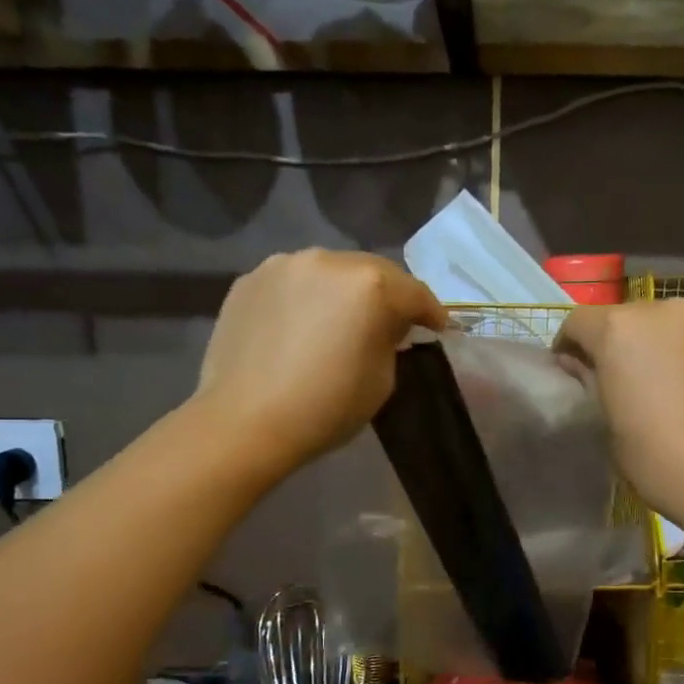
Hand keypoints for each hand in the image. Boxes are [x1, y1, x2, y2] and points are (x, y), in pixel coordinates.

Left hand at [195, 249, 446, 476]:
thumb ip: (390, 340)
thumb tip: (386, 326)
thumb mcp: (382, 379)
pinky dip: (305, 299)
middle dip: (387, 296)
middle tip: (392, 324)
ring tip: (341, 321)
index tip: (438, 329)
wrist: (245, 422)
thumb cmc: (326, 407)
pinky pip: (292, 284)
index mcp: (370, 285)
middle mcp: (328, 261)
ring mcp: (283, 265)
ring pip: (329, 273)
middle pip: (372, 272)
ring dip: (343, 293)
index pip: (415, 293)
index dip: (432, 313)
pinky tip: (300, 326)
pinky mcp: (249, 280)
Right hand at [555, 299, 683, 545]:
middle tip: (617, 385)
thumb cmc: (661, 460)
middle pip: (624, 319)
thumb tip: (580, 363)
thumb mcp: (609, 426)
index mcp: (622, 330)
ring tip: (659, 389)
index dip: (567, 348)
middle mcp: (664, 312)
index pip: (578, 323)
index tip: (572, 376)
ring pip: (665, 327)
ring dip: (653, 349)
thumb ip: (591, 382)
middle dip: (614, 345)